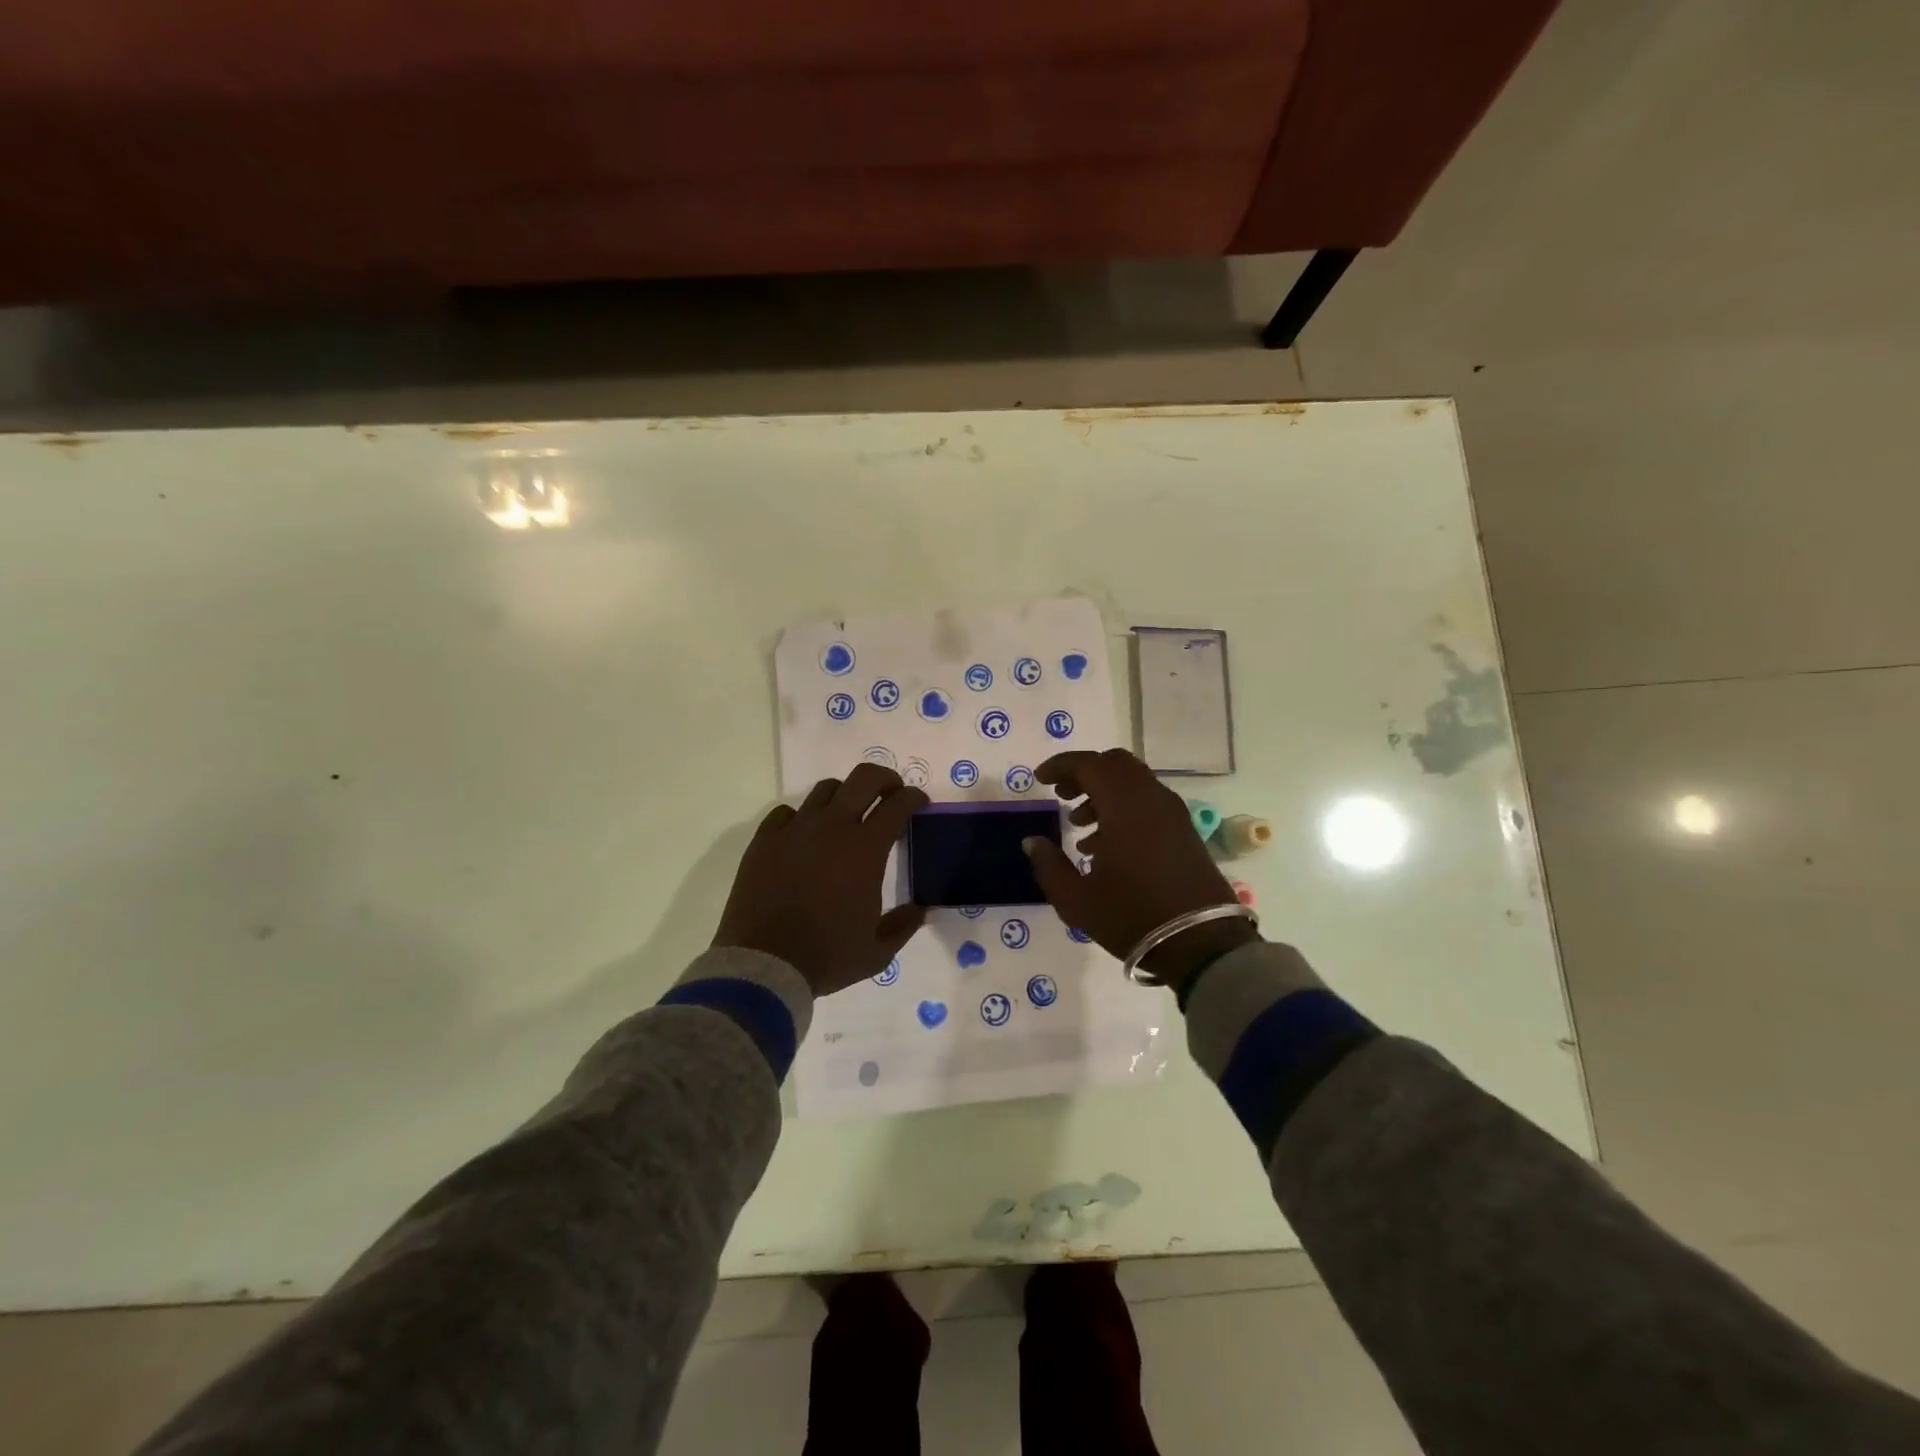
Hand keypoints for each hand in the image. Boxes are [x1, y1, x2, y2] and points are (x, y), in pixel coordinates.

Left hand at [713, 763, 928, 996]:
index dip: (914, 797)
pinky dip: (801, 817)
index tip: (919, 802)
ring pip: (825, 789)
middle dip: (884, 778)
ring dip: (844, 795)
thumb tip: (919, 910)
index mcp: (865, 849)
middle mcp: (832, 827)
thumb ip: (904, 926)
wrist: (764, 965)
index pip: (898, 804)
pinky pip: (786, 812)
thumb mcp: (877, 952)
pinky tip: (803, 836)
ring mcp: (795, 829)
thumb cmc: (826, 956)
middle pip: (864, 778)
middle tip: (890, 793)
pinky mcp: (765, 840)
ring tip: (846, 815)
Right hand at [1023, 748, 1256, 988]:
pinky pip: (1149, 802)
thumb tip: (1032, 841)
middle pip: (1115, 764)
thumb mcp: (1077, 899)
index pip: (1089, 765)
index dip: (1061, 766)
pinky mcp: (1185, 831)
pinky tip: (1106, 845)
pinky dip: (1124, 807)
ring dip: (1104, 792)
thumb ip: (1049, 865)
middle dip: (1084, 773)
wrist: (1201, 943)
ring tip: (1079, 825)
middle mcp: (1151, 799)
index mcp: (1124, 806)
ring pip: (1134, 782)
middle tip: (1062, 794)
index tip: (1040, 779)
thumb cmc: (1132, 916)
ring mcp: (1173, 813)